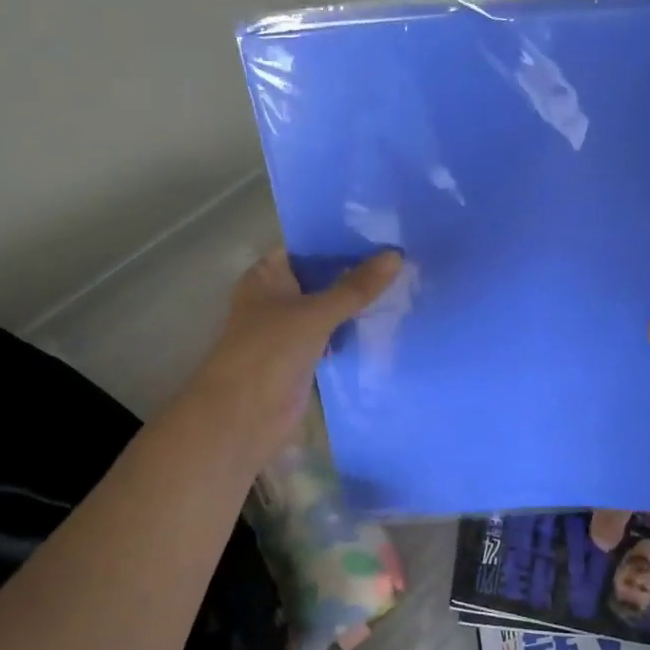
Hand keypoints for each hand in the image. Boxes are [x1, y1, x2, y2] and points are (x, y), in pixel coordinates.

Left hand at [185, 248, 402, 465]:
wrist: (242, 418)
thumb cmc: (268, 353)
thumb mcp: (315, 314)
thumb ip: (355, 287)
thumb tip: (396, 254)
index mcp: (268, 276)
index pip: (309, 246)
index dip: (342, 239)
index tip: (384, 231)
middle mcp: (277, 297)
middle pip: (323, 278)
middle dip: (357, 272)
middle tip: (405, 258)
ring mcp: (290, 329)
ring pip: (331, 308)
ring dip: (359, 304)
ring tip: (407, 285)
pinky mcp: (304, 358)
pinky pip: (334, 337)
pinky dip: (355, 333)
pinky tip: (389, 324)